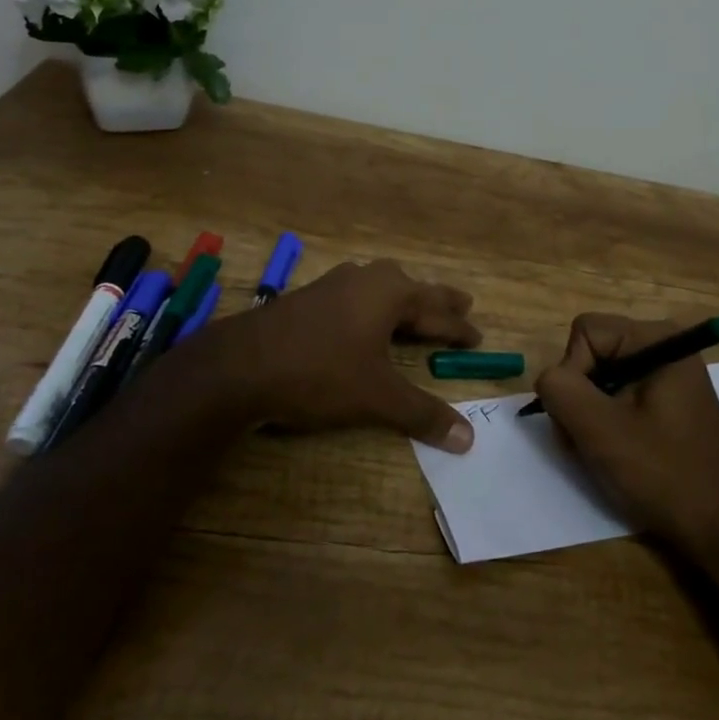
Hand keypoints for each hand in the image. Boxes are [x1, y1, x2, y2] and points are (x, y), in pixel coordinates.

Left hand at [193, 259, 482, 451]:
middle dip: (438, 301)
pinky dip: (374, 306)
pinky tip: (363, 315)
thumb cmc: (319, 373)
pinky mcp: (308, 298)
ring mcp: (333, 285)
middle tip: (463, 304)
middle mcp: (365, 280)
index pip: (438, 312)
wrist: (239, 365)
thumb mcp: (376, 397)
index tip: (479, 338)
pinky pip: (356, 296)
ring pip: (381, 288)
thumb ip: (422, 414)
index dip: (460, 328)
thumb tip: (469, 439)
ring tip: (417, 306)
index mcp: (390, 294)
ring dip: (405, 300)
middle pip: (413, 290)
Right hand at [534, 313, 718, 550]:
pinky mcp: (666, 402)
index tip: (586, 418)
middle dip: (579, 397)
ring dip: (589, 415)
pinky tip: (617, 453)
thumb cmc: (665, 474)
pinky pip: (618, 396)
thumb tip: (548, 379)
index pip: (585, 332)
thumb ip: (561, 390)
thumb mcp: (601, 430)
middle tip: (588, 441)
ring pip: (600, 377)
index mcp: (657, 339)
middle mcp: (664, 346)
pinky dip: (606, 423)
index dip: (572, 373)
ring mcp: (667, 375)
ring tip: (602, 452)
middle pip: (592, 353)